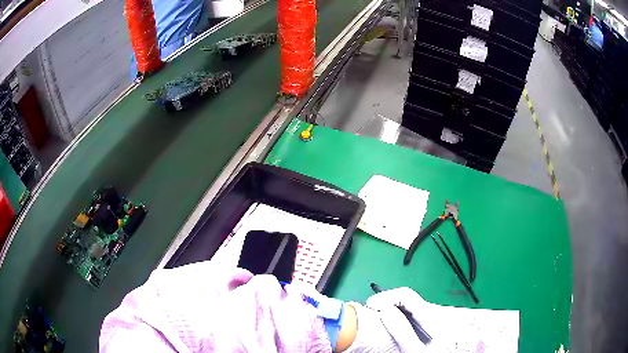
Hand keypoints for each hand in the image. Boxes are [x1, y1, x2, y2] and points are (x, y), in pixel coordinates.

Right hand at [343, 287, 436, 352]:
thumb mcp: (414, 349)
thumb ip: (402, 331)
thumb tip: (385, 310)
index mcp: (430, 317)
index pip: (406, 294)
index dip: (386, 296)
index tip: (370, 306)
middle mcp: (430, 314)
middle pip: (405, 299)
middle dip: (385, 302)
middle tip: (369, 312)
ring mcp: (428, 321)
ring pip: (405, 307)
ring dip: (388, 309)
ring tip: (375, 318)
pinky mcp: (425, 327)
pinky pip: (407, 316)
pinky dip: (394, 317)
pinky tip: (387, 325)